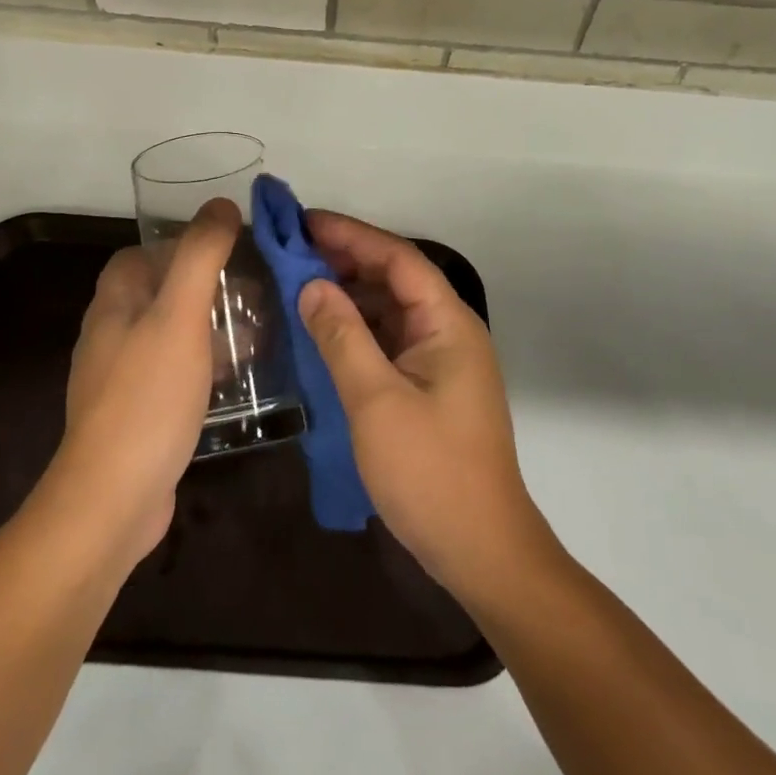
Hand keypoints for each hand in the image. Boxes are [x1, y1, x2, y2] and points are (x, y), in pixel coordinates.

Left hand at [51, 199, 238, 567]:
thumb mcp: (180, 316)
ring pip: (169, 334)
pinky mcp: (136, 415)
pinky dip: (203, 366)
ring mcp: (120, 378)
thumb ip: (200, 256)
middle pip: (158, 293)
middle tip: (253, 295)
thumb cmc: (148, 396)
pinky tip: (235, 381)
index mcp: (113, 303)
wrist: (113, 500)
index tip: (227, 252)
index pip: (140, 254)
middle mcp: (110, 334)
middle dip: (205, 287)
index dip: (180, 246)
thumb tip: (223, 205)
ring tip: (256, 335)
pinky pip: (173, 373)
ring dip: (208, 328)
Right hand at [299, 211, 550, 602]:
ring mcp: (442, 361)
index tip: (304, 222)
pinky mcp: (431, 388)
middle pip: (396, 278)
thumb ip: (342, 336)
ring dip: (350, 294)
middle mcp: (449, 332)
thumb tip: (312, 285)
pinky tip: (323, 331)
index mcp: (448, 323)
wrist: (482, 552)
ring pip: (391, 310)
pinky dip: (357, 329)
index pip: (398, 258)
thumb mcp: (376, 401)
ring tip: (299, 283)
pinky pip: (390, 341)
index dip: (351, 235)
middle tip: (293, 251)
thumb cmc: (431, 472)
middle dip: (347, 260)